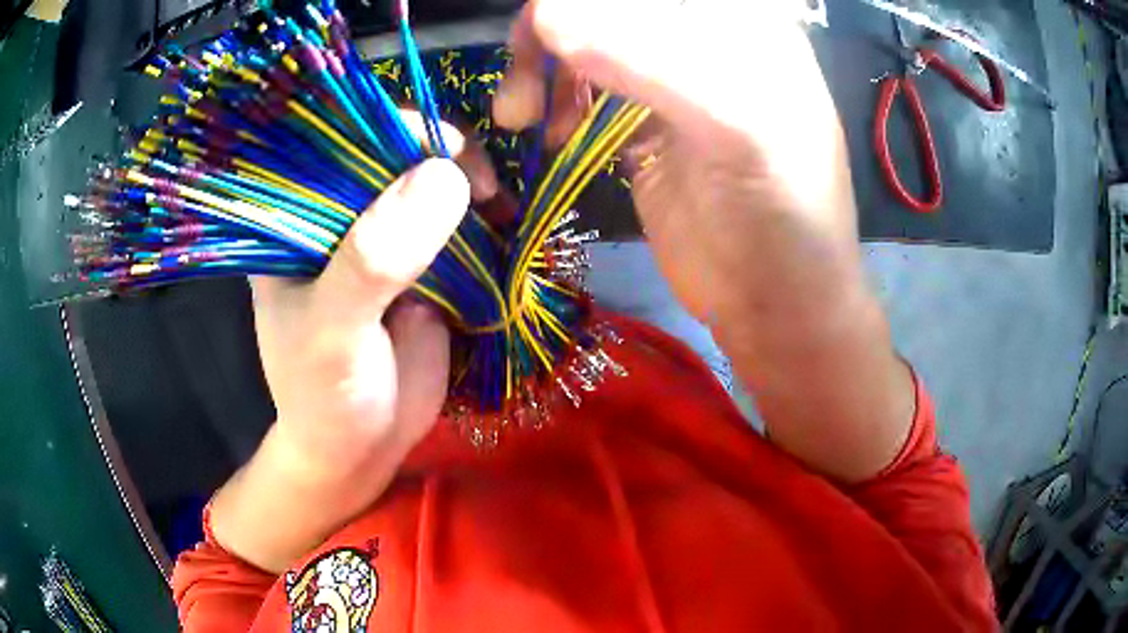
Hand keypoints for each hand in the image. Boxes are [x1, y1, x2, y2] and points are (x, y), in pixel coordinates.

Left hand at [211, 122, 498, 571]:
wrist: (360, 450)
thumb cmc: (325, 398)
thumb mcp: (334, 333)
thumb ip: (373, 261)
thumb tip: (445, 177)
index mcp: (297, 219)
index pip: (340, 143)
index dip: (392, 130)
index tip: (445, 148)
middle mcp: (338, 216)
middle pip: (394, 155)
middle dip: (445, 157)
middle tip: (485, 189)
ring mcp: (383, 238)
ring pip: (432, 184)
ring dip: (472, 187)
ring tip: (501, 209)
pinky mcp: (420, 263)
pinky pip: (457, 224)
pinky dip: (486, 220)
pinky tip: (507, 224)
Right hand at [494, 0, 914, 482]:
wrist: (775, 306)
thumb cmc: (783, 221)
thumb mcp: (736, 131)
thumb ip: (648, 64)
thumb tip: (546, 13)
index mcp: (746, 26)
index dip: (593, 5)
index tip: (548, 31)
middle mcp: (709, 42)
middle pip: (613, 9)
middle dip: (558, 29)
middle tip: (523, 80)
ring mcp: (673, 82)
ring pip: (590, 43)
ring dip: (546, 67)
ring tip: (522, 112)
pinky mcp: (644, 124)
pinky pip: (585, 89)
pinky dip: (556, 100)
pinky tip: (550, 129)